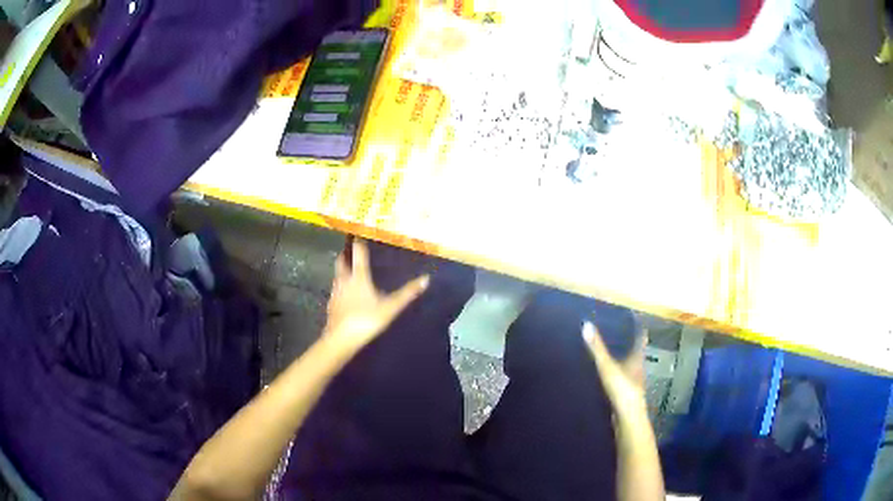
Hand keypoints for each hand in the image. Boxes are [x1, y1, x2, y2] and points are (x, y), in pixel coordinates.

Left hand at [323, 239, 429, 351]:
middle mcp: (344, 279)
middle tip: (350, 248)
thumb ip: (407, 293)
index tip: (359, 232)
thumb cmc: (367, 319)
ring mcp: (335, 292)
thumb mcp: (391, 307)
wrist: (341, 338)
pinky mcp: (331, 304)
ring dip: (342, 269)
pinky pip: (335, 289)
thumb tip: (426, 279)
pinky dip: (340, 286)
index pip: (358, 253)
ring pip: (337, 275)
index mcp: (358, 276)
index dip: (359, 241)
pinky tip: (345, 293)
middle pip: (342, 261)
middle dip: (346, 253)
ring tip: (349, 268)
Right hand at [582, 321, 647, 413]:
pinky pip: (620, 381)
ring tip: (605, 354)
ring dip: (620, 361)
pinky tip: (603, 377)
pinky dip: (614, 376)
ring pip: (627, 367)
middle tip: (612, 335)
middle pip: (634, 352)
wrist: (627, 418)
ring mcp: (632, 383)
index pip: (640, 339)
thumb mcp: (607, 366)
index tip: (630, 321)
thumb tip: (586, 324)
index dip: (637, 330)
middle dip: (625, 345)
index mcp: (637, 358)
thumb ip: (597, 348)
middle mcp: (637, 368)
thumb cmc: (622, 389)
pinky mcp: (625, 395)